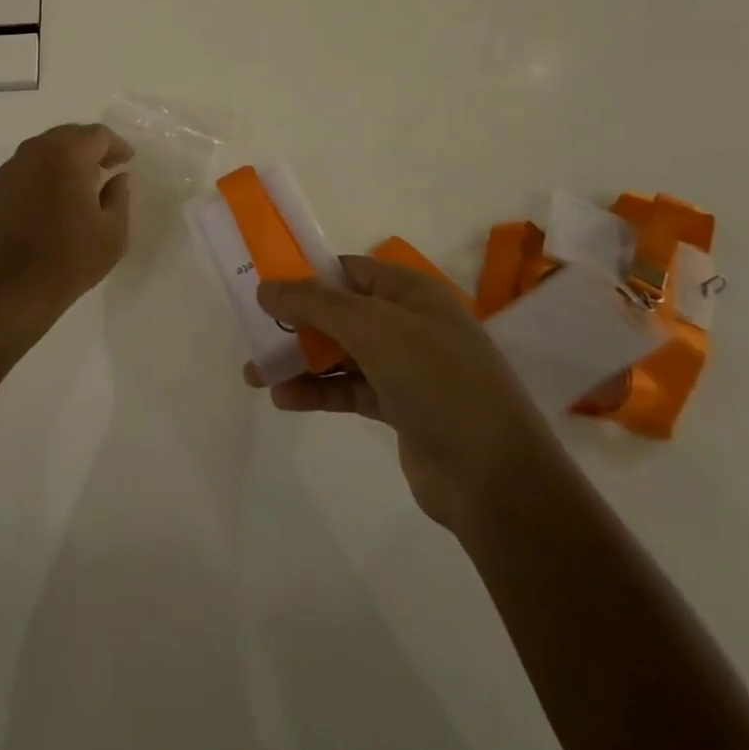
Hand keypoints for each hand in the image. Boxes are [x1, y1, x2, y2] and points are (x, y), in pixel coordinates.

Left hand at [0, 123, 133, 351]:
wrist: (5, 293)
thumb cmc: (67, 260)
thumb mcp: (112, 233)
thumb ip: (120, 197)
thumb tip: (119, 178)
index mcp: (65, 154)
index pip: (97, 135)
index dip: (116, 146)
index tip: (127, 162)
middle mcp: (33, 152)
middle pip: (68, 136)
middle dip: (89, 149)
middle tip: (107, 168)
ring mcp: (8, 171)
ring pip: (43, 152)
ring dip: (64, 161)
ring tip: (80, 186)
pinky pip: (25, 172)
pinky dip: (42, 177)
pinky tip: (50, 203)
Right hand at [246, 256, 558, 543]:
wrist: (495, 479)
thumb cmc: (437, 381)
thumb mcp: (373, 328)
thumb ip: (315, 303)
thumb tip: (266, 287)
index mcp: (412, 292)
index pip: (350, 270)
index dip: (307, 274)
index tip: (266, 285)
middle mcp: (410, 324)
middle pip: (341, 312)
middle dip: (296, 322)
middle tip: (253, 333)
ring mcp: (408, 368)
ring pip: (341, 353)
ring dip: (300, 360)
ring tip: (256, 374)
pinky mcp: (401, 409)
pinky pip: (349, 389)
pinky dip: (318, 391)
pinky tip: (284, 400)